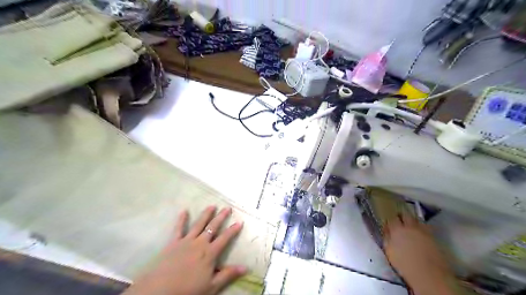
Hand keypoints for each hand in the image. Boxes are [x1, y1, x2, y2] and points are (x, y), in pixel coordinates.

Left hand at [123, 206, 246, 294]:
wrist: (160, 290)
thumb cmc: (188, 290)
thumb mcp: (212, 286)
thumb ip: (228, 275)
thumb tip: (246, 268)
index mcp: (210, 253)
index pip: (225, 238)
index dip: (233, 230)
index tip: (239, 222)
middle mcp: (200, 243)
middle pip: (213, 227)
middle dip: (221, 217)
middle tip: (227, 208)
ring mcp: (186, 241)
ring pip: (199, 224)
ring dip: (206, 214)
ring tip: (212, 206)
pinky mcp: (173, 242)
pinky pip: (178, 228)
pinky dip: (181, 219)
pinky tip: (184, 211)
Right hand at [385, 214, 453, 294]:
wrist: (429, 275)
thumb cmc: (404, 264)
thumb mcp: (389, 251)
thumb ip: (386, 237)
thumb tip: (386, 230)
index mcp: (397, 229)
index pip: (391, 218)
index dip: (390, 219)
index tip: (389, 223)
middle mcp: (410, 226)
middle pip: (405, 214)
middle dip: (401, 216)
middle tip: (399, 221)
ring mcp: (423, 231)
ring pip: (416, 219)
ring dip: (412, 221)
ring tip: (410, 227)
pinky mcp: (433, 237)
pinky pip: (425, 227)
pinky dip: (421, 228)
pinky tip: (419, 234)